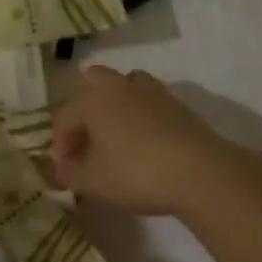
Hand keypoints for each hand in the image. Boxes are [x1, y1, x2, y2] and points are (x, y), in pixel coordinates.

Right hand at [50, 66, 261, 220]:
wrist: (201, 173)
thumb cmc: (137, 173)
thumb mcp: (94, 181)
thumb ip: (71, 174)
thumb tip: (62, 169)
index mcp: (93, 100)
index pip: (65, 115)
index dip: (60, 142)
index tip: (64, 168)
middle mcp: (120, 87)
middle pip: (94, 79)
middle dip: (85, 104)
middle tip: (86, 136)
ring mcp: (152, 93)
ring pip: (126, 84)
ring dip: (116, 103)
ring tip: (116, 133)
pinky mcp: (178, 106)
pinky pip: (150, 101)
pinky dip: (141, 115)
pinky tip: (144, 141)